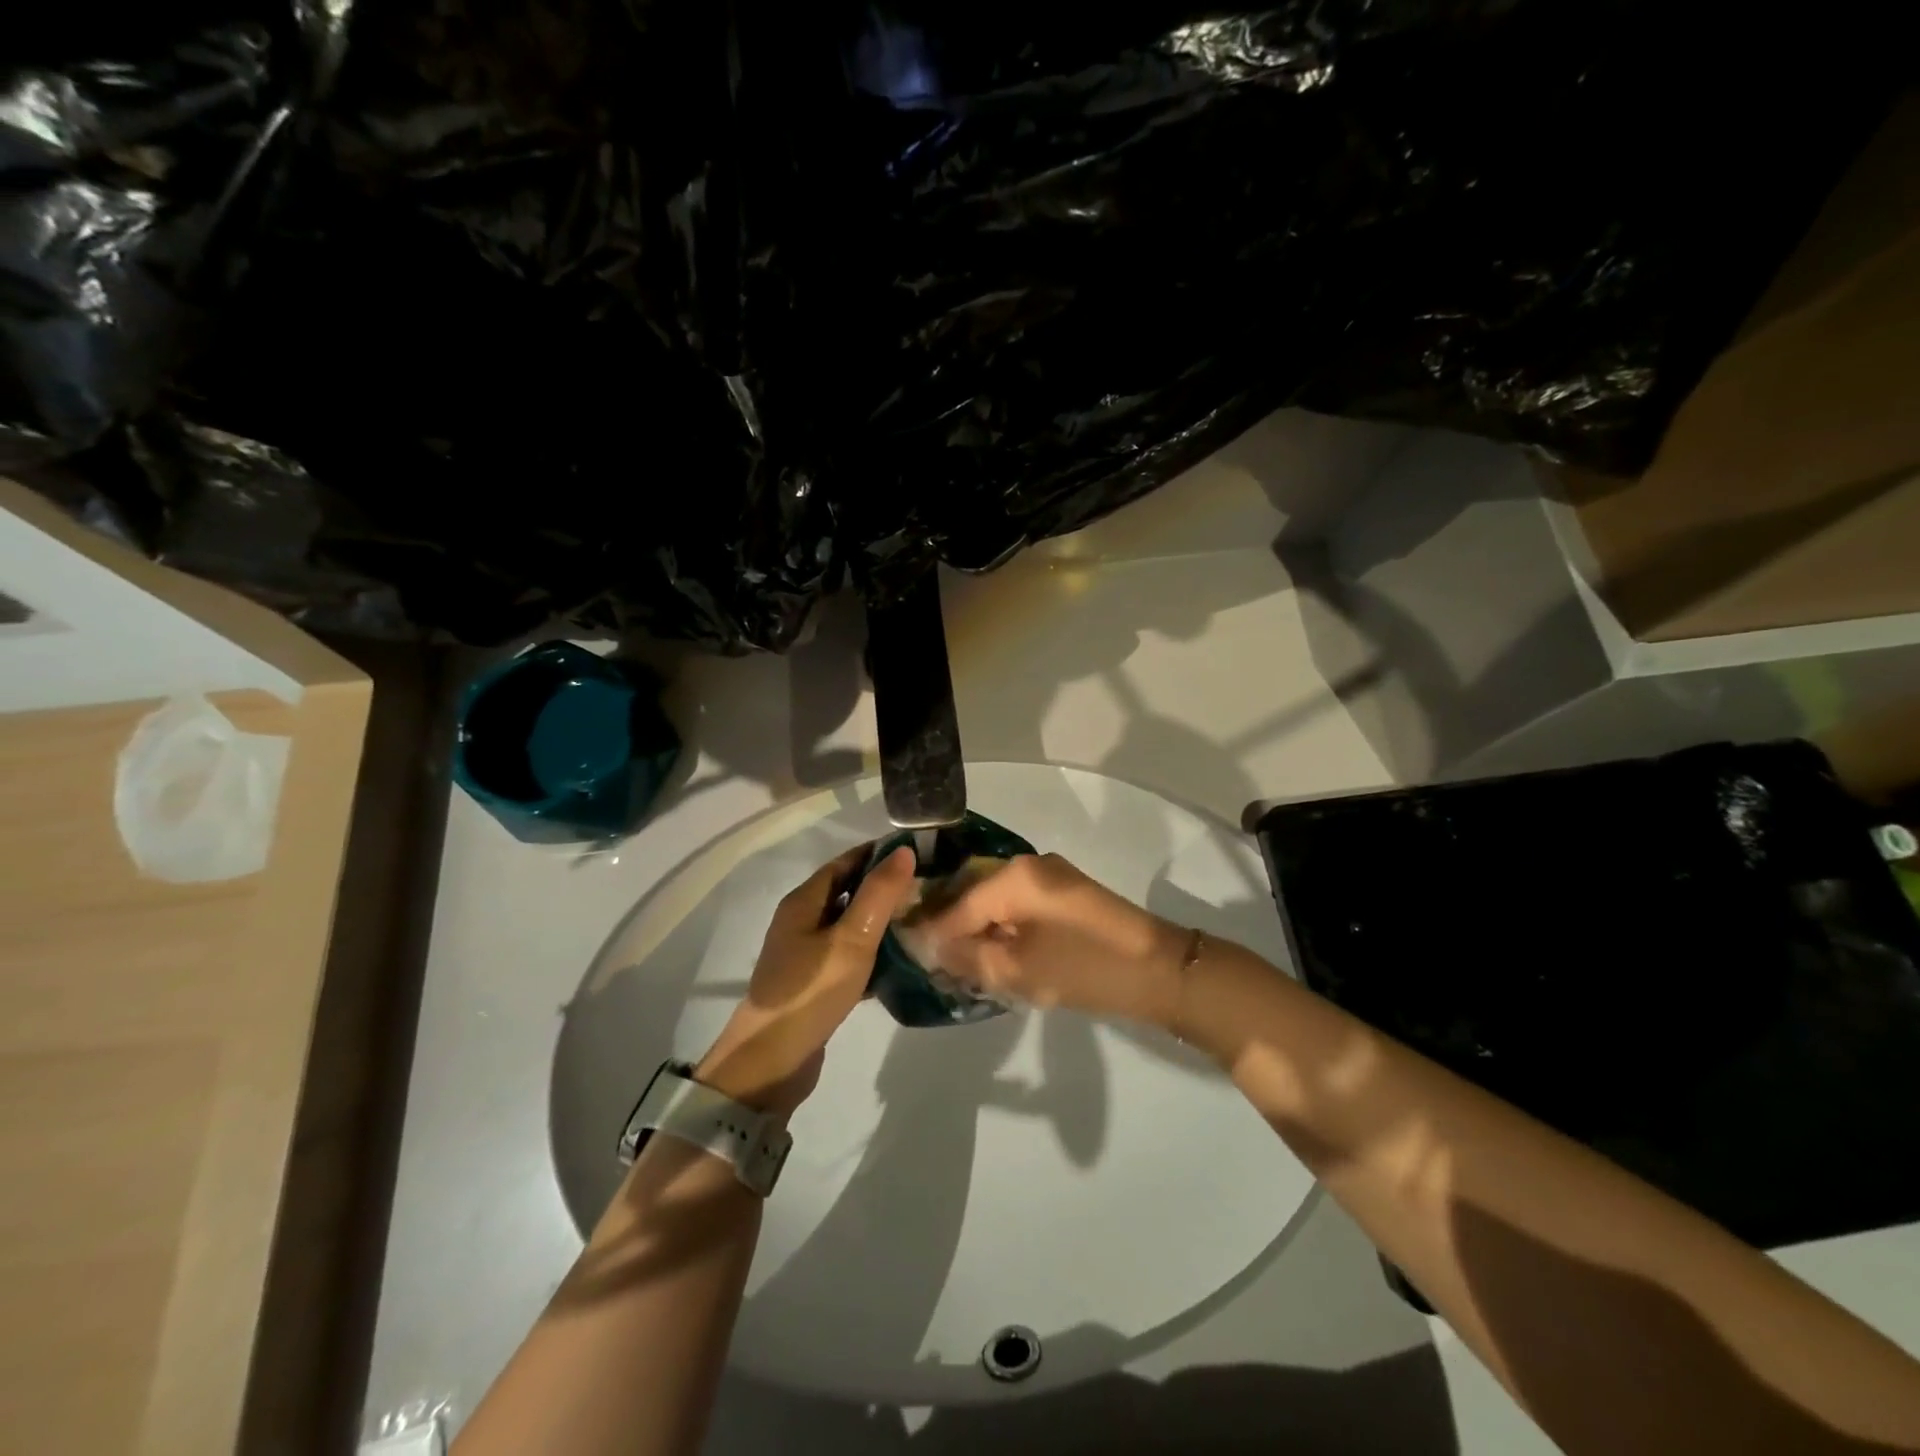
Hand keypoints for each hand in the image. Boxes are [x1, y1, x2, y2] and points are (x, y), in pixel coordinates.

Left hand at [695, 844, 916, 1117]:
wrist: (772, 1062)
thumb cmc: (811, 991)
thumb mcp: (852, 938)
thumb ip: (878, 894)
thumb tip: (904, 850)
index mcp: (804, 902)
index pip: (846, 862)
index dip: (879, 854)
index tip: (920, 852)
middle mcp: (802, 921)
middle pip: (848, 892)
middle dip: (885, 886)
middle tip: (929, 886)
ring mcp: (807, 954)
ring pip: (851, 925)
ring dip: (882, 920)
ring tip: (923, 919)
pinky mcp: (816, 983)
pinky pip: (850, 956)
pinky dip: (874, 953)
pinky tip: (903, 961)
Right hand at [918, 852, 1190, 1025]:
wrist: (1161, 972)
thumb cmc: (1085, 968)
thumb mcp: (1018, 970)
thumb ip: (968, 957)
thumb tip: (932, 947)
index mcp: (1015, 876)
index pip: (958, 904)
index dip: (933, 932)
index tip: (908, 956)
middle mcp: (1030, 866)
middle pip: (975, 896)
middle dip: (954, 930)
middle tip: (933, 965)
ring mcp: (1052, 879)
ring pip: (997, 902)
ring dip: (979, 932)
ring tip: (959, 966)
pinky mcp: (1066, 896)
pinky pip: (1020, 908)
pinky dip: (1004, 930)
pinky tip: (995, 956)